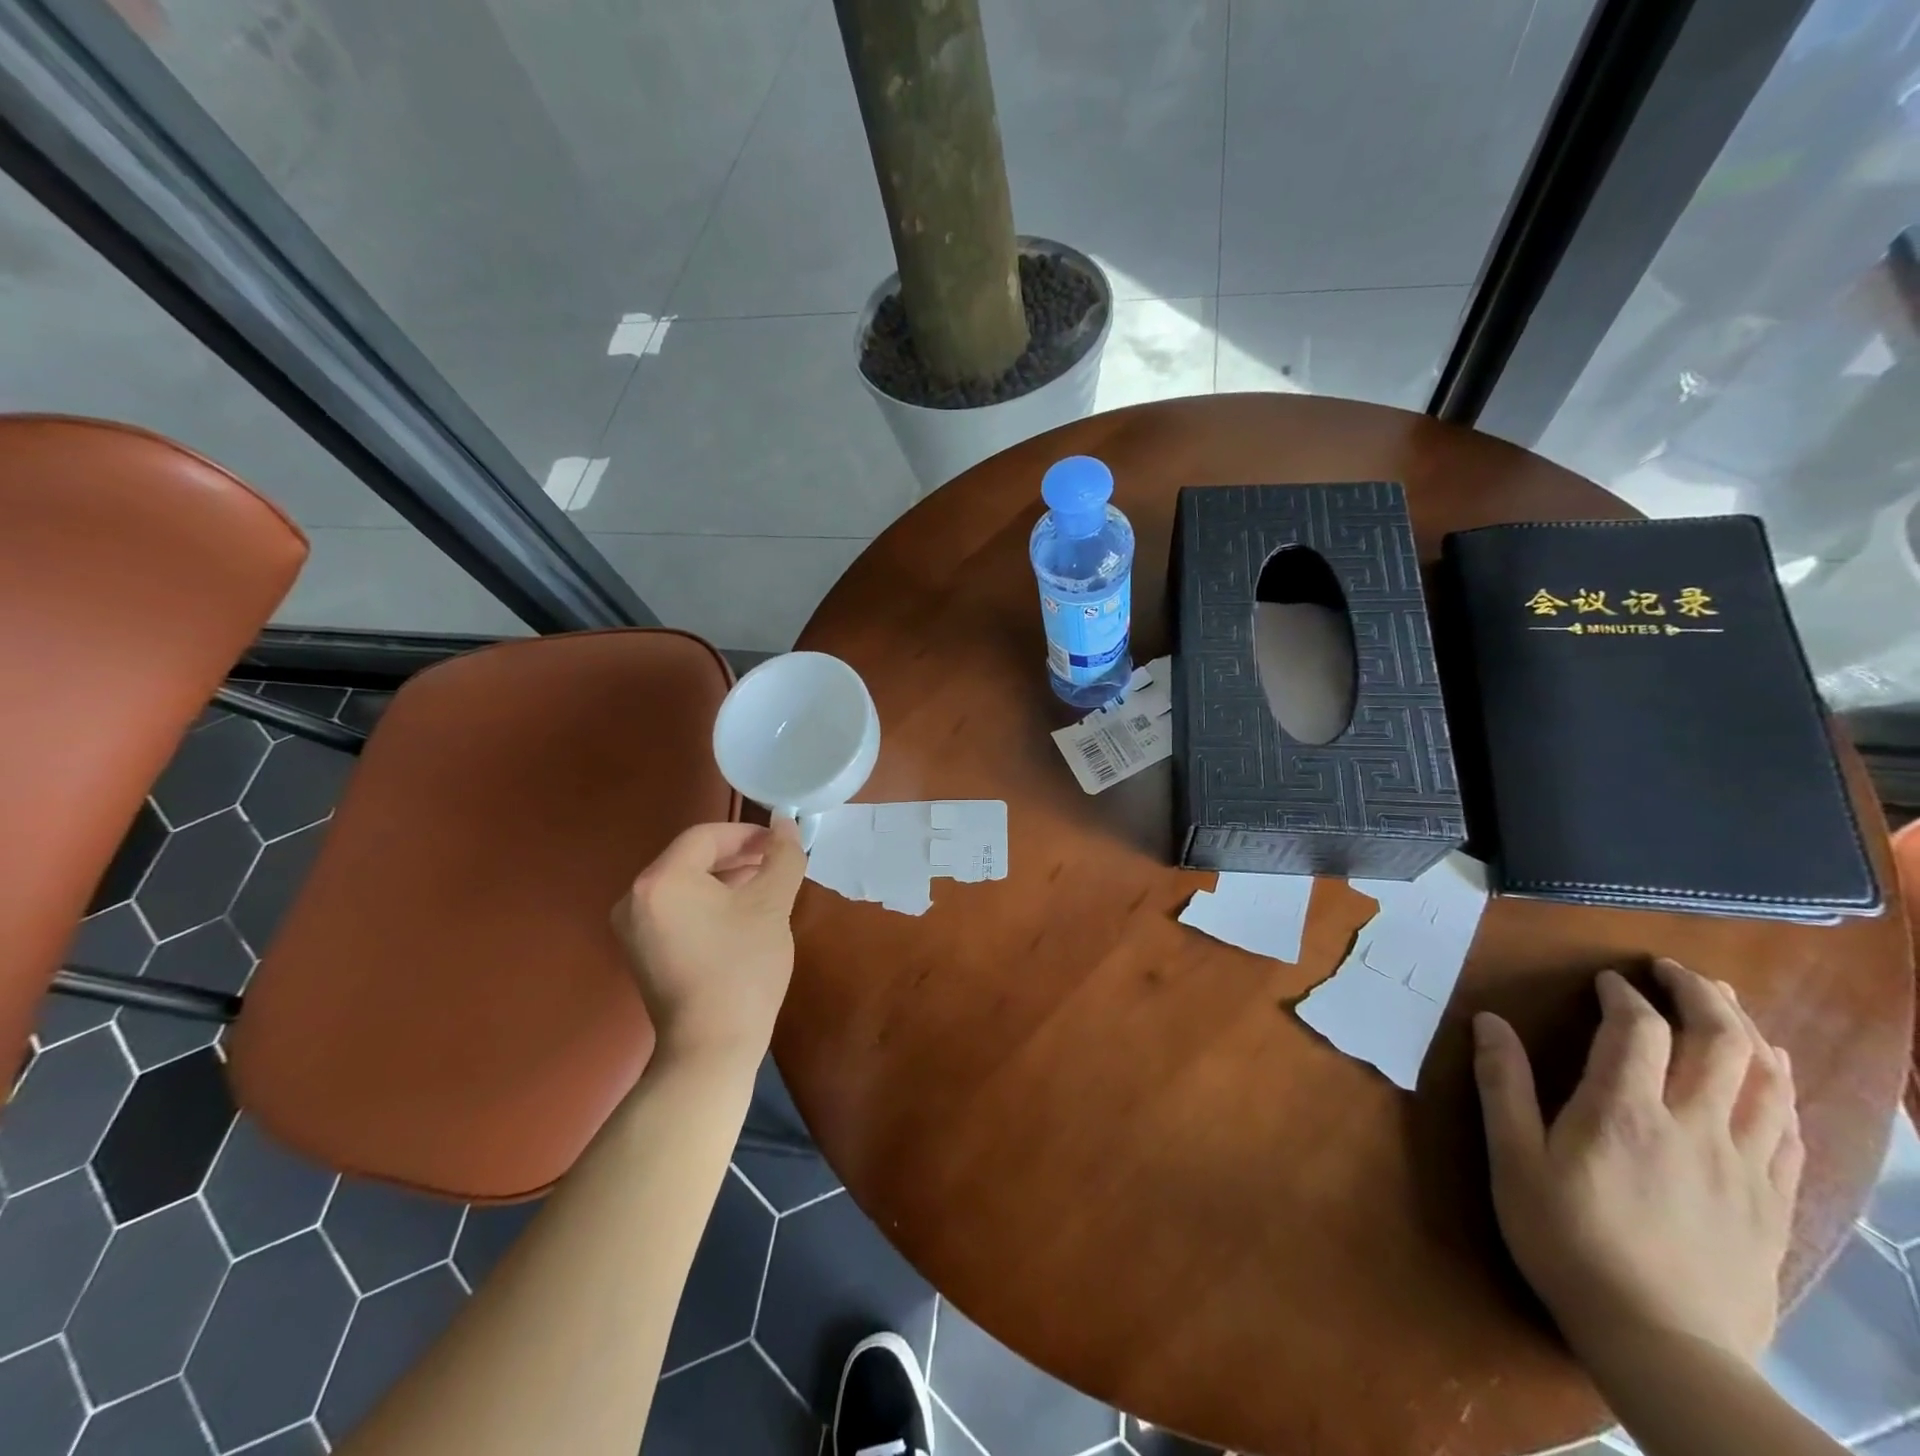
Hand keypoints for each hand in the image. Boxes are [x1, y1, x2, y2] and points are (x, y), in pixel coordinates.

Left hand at [611, 818, 808, 1069]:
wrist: (710, 1048)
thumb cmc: (742, 968)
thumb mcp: (772, 905)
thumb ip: (783, 856)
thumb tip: (786, 823)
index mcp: (661, 879)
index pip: (706, 836)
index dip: (747, 833)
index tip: (780, 844)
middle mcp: (635, 897)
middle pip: (692, 858)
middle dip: (738, 855)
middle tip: (776, 864)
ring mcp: (632, 927)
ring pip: (685, 884)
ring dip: (725, 878)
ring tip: (765, 888)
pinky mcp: (640, 951)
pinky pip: (676, 908)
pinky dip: (707, 903)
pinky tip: (740, 916)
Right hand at [1473, 959, 1802, 1365]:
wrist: (1663, 1343)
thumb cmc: (1568, 1241)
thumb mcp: (1514, 1161)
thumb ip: (1503, 1086)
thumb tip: (1488, 1022)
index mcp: (1626, 1112)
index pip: (1637, 1030)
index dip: (1624, 995)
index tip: (1607, 982)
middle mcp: (1695, 1126)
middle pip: (1720, 1042)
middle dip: (1701, 995)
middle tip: (1675, 971)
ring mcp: (1745, 1164)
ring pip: (1766, 1079)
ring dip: (1746, 1030)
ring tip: (1726, 1005)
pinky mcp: (1773, 1199)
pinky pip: (1789, 1127)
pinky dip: (1780, 1084)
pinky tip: (1769, 1074)